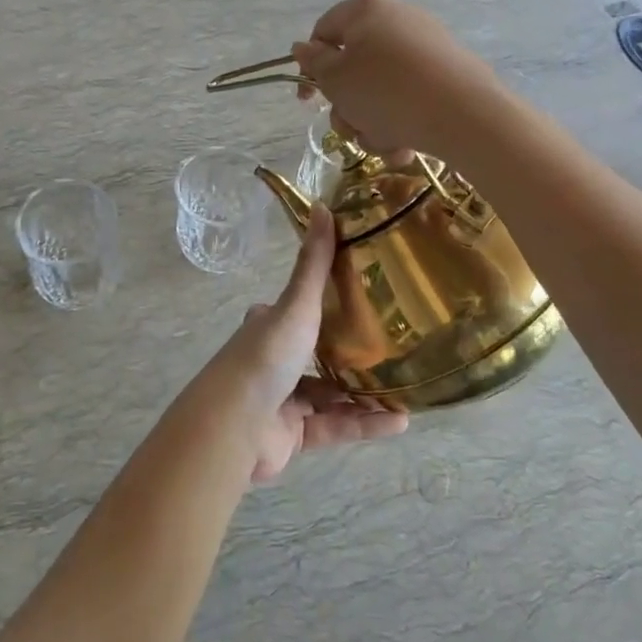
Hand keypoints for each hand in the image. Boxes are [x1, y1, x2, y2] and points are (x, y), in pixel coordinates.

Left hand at [193, 204, 408, 482]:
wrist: (234, 425)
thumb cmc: (266, 356)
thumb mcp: (296, 305)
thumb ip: (314, 264)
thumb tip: (322, 205)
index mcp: (269, 326)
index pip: (298, 310)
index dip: (325, 305)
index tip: (366, 301)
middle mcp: (274, 360)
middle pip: (318, 354)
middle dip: (353, 354)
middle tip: (395, 347)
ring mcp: (282, 400)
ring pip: (331, 395)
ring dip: (365, 393)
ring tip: (407, 387)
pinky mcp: (292, 435)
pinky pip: (334, 427)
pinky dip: (364, 424)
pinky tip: (399, 421)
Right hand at [291, 0, 502, 160]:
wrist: (464, 115)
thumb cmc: (386, 91)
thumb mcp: (336, 79)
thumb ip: (314, 62)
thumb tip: (303, 47)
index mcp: (367, 10)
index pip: (323, 32)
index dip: (310, 67)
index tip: (308, 101)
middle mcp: (397, 19)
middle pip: (353, 67)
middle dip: (347, 106)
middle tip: (350, 126)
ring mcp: (426, 46)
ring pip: (379, 90)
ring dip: (371, 122)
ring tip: (384, 140)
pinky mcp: (447, 73)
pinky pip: (408, 98)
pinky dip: (400, 122)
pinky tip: (405, 144)